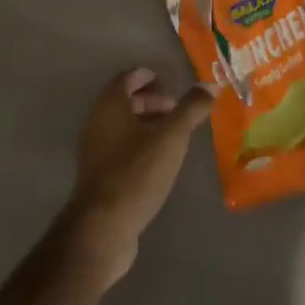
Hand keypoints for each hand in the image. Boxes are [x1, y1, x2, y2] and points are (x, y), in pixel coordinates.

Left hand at [59, 68, 210, 287]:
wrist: (103, 227)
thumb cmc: (136, 172)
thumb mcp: (171, 138)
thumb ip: (190, 109)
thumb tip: (209, 85)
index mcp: (110, 107)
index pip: (126, 78)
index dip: (147, 76)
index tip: (169, 82)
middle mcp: (97, 123)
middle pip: (124, 102)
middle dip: (151, 101)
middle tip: (177, 110)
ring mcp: (95, 151)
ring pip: (123, 127)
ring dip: (147, 124)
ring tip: (175, 136)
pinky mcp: (99, 176)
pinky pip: (121, 148)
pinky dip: (140, 145)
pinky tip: (160, 161)